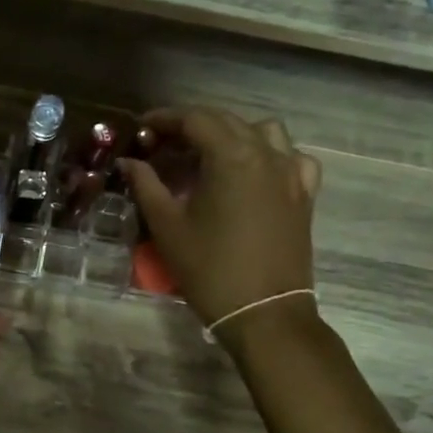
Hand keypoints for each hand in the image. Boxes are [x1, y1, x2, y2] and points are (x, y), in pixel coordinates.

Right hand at [120, 107, 322, 332]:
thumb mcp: (167, 226)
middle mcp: (266, 154)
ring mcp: (291, 173)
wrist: (264, 313)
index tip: (142, 128)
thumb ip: (146, 185)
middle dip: (192, 125)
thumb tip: (129, 162)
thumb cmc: (210, 269)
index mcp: (231, 156)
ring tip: (209, 154)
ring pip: (263, 131)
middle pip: (226, 121)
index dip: (164, 119)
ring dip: (232, 133)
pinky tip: (254, 171)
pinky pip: (291, 157)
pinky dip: (270, 154)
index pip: (195, 119)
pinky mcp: (304, 195)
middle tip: (163, 143)